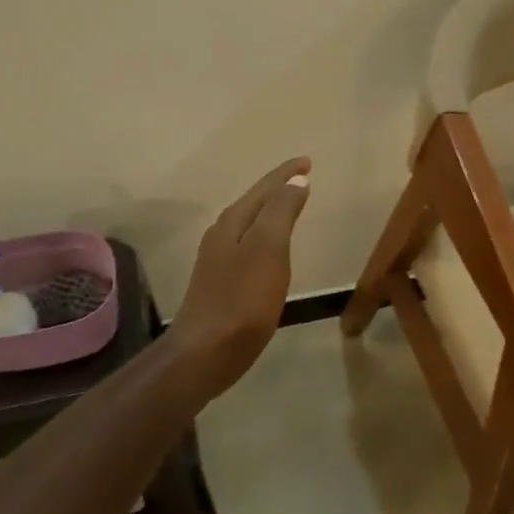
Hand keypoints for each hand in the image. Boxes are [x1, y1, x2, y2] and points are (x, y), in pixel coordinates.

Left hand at [164, 157, 311, 400]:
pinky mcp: (222, 284)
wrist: (205, 352)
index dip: (286, 174)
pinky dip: (265, 238)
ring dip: (270, 212)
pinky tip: (271, 251)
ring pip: (248, 225)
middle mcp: (221, 235)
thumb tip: (295, 180)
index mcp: (233, 222)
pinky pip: (248, 247)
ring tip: (290, 206)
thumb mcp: (268, 249)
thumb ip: (281, 212)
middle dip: (277, 189)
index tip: (307, 161)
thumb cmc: (242, 299)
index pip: (264, 188)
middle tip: (302, 179)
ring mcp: (218, 261)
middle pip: (253, 203)